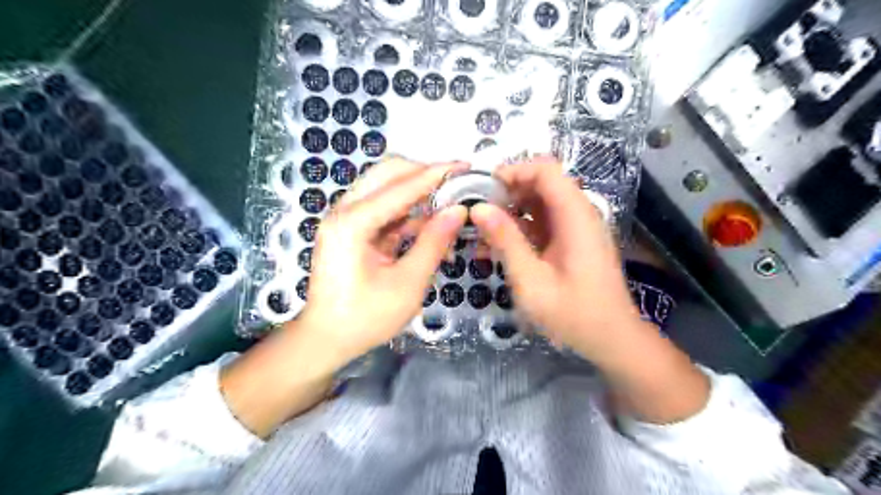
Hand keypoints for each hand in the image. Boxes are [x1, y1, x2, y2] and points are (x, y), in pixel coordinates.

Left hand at [295, 159, 467, 362]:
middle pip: (387, 172)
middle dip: (424, 173)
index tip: (465, 165)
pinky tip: (430, 225)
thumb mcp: (407, 284)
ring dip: (417, 191)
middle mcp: (344, 211)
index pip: (401, 186)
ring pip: (385, 186)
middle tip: (455, 183)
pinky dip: (408, 211)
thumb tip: (458, 211)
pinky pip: (384, 207)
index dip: (436, 174)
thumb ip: (433, 243)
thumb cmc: (365, 317)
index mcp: (353, 223)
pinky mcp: (351, 228)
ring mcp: (345, 218)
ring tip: (448, 203)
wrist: (327, 338)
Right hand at [472, 159, 644, 359]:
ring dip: (511, 211)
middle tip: (478, 211)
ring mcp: (577, 228)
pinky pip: (543, 224)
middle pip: (542, 183)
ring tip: (482, 231)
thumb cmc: (573, 313)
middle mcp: (579, 214)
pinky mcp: (572, 242)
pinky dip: (520, 229)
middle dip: (507, 192)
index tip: (484, 188)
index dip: (514, 171)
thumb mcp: (531, 280)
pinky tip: (497, 247)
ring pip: (540, 203)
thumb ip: (506, 241)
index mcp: (575, 216)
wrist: (611, 339)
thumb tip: (479, 208)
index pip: (546, 170)